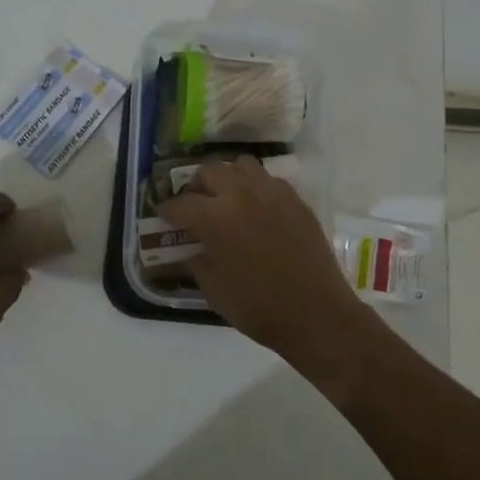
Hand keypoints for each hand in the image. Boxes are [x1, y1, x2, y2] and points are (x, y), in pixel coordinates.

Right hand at [159, 157, 366, 356]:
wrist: (315, 313)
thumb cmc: (258, 307)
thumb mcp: (213, 289)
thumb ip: (197, 261)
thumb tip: (193, 247)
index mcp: (215, 218)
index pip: (180, 204)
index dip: (167, 210)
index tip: (164, 216)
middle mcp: (242, 195)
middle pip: (210, 171)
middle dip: (196, 186)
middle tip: (194, 204)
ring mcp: (272, 193)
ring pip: (242, 165)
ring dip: (228, 177)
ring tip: (227, 197)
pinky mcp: (296, 200)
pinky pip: (269, 180)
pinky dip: (256, 187)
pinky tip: (257, 207)